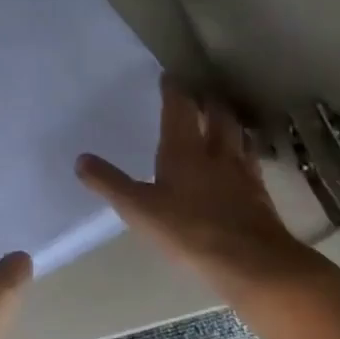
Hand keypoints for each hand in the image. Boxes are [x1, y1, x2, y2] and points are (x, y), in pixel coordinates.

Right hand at [76, 76, 327, 307]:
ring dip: (229, 123)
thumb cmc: (188, 230)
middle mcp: (215, 152)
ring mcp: (242, 171)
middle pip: (216, 115)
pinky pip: (251, 161)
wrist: (251, 262)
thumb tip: (80, 159)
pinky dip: (244, 152)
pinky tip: (242, 162)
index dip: (173, 90)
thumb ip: (109, 183)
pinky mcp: (259, 193)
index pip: (179, 108)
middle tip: (200, 95)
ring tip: (223, 120)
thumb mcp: (138, 208)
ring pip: (238, 135)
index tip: (169, 76)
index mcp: (183, 149)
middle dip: (207, 101)